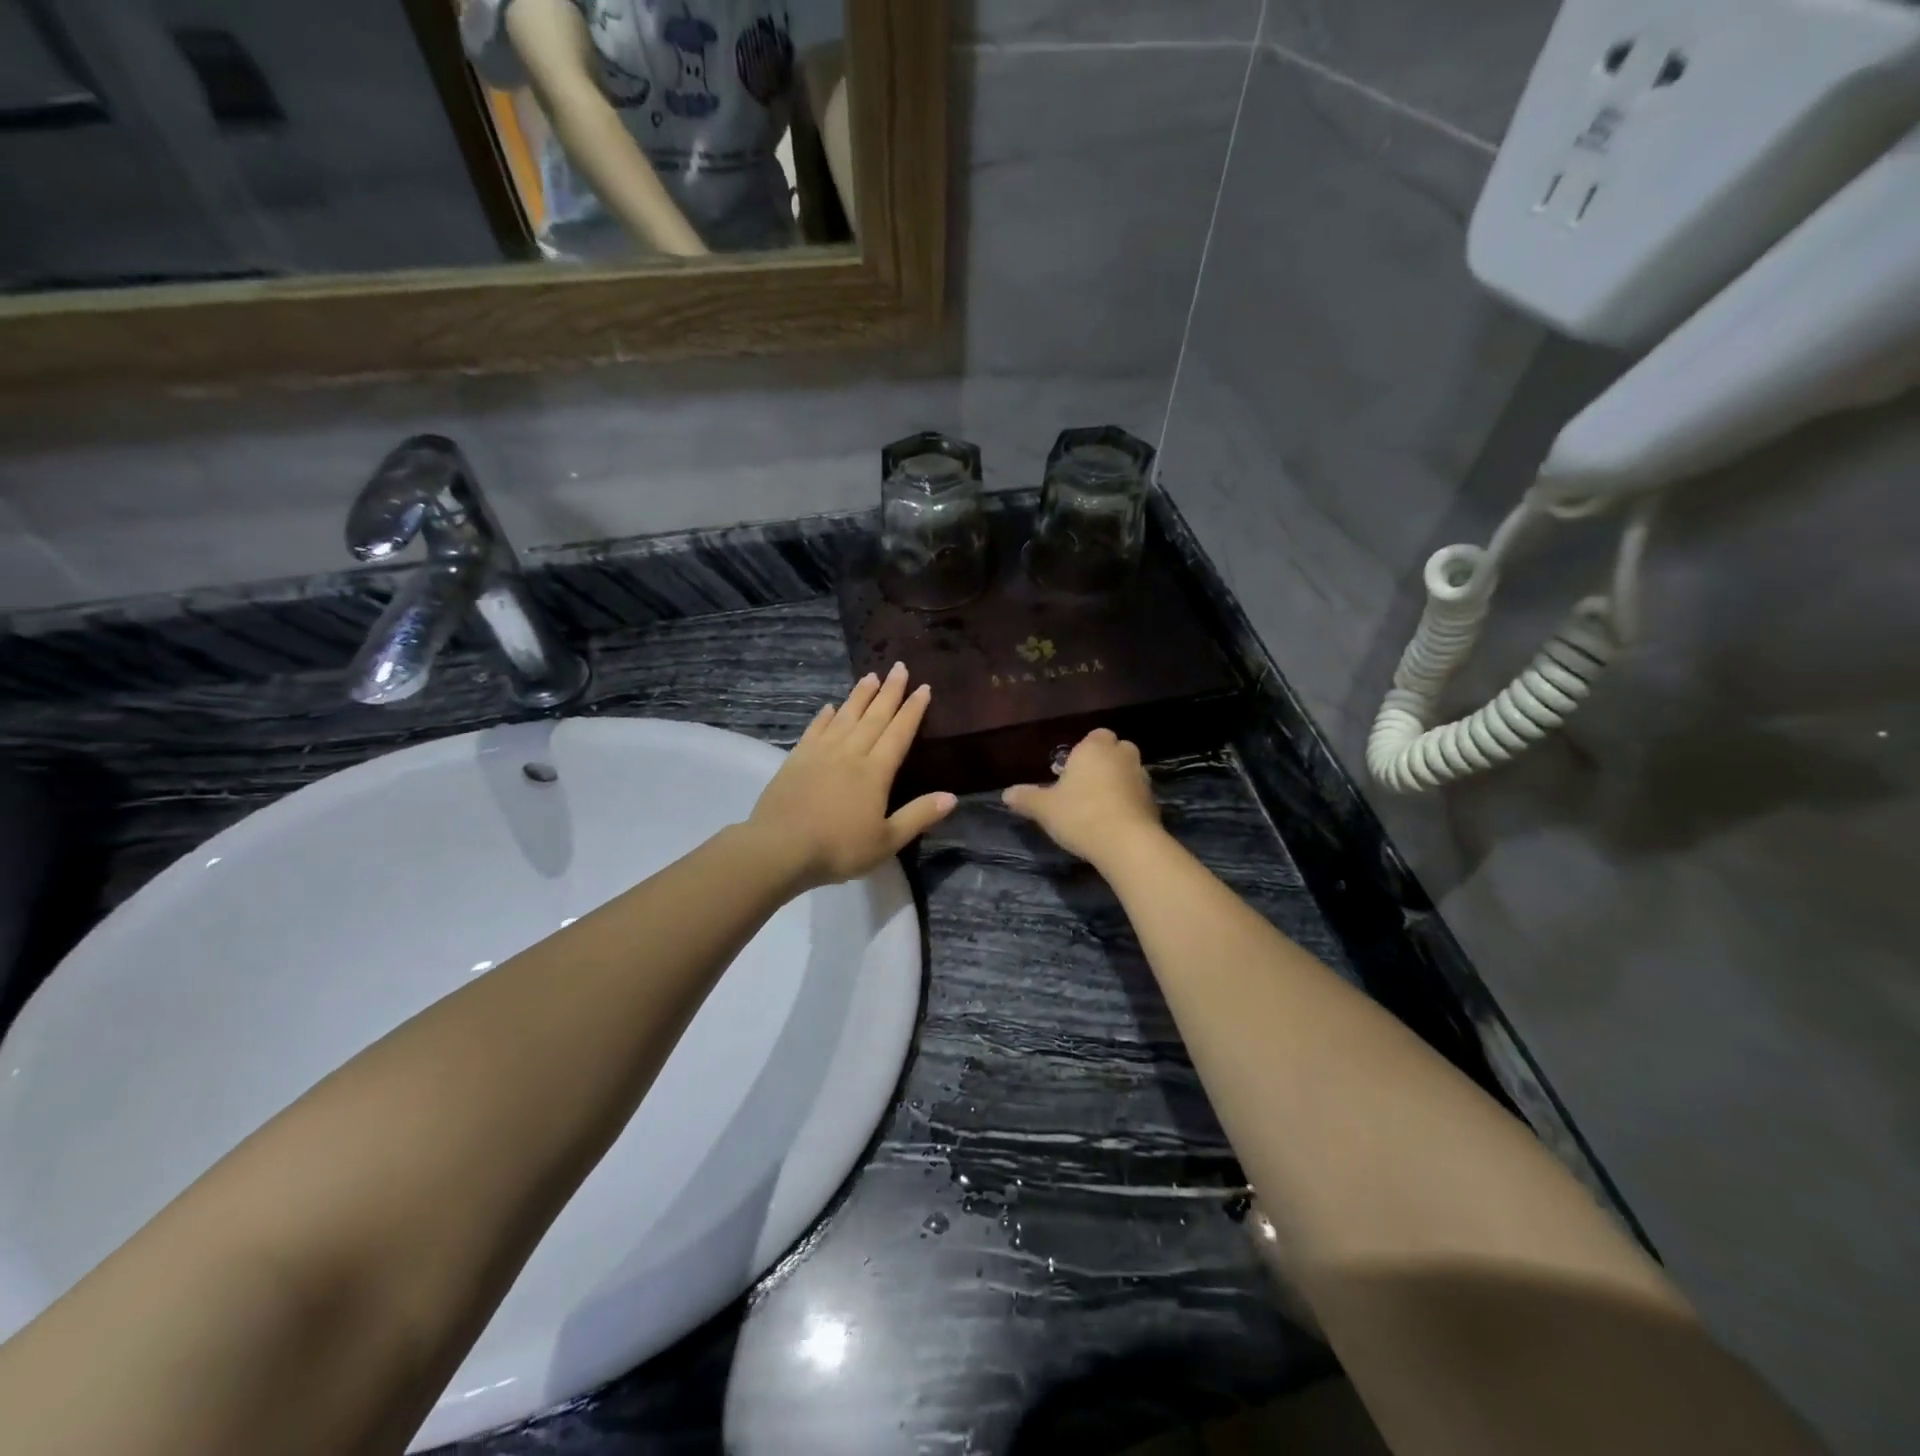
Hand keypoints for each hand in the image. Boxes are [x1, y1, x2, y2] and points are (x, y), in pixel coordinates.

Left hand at [748, 663, 956, 888]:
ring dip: (859, 696)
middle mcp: (850, 754)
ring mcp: (821, 753)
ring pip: (845, 717)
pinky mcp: (796, 759)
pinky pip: (815, 730)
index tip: (923, 687)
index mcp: (875, 772)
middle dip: (889, 692)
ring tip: (871, 676)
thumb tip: (952, 796)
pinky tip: (830, 707)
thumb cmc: (838, 848)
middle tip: (899, 667)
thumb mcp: (887, 841)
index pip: (899, 733)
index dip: (912, 710)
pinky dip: (825, 717)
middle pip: (874, 717)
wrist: (780, 848)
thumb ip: (918, 816)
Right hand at [1002, 729, 1161, 864]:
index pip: (1095, 735)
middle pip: (1115, 750)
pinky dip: (1128, 803)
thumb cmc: (1080, 815)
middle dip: (1104, 762)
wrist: (1127, 844)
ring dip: (1117, 783)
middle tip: (1084, 785)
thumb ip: (1026, 798)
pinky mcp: (1154, 802)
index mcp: (1095, 748)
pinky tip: (1113, 822)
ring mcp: (1142, 778)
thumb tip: (1006, 793)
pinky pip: (1137, 795)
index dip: (1085, 750)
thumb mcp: (1044, 808)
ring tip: (1098, 806)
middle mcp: (1122, 756)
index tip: (1071, 770)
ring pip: (1128, 772)